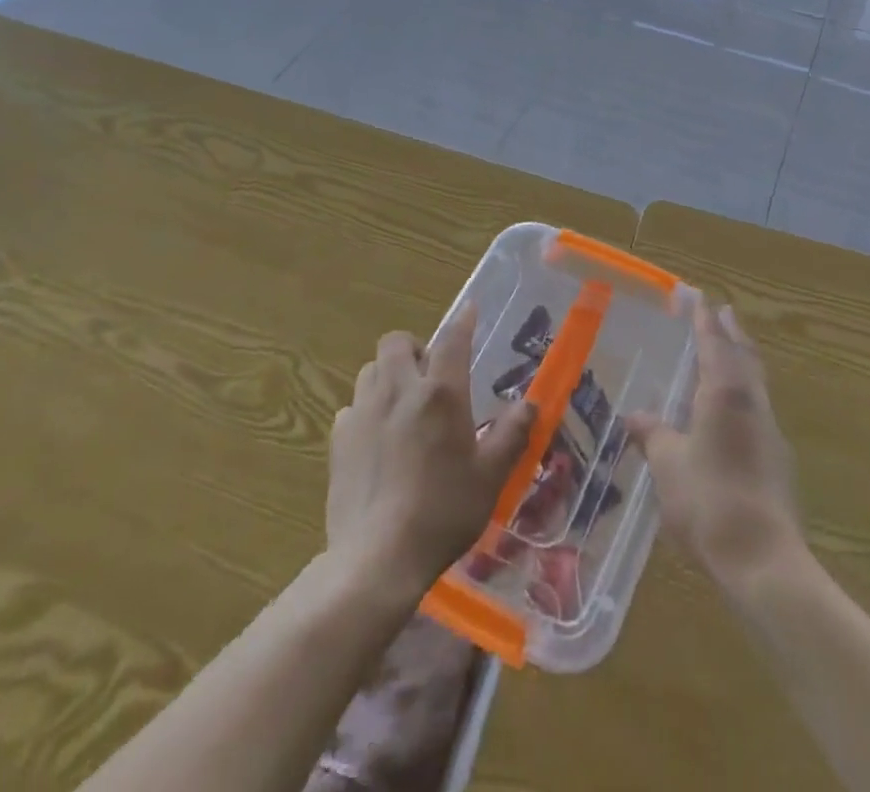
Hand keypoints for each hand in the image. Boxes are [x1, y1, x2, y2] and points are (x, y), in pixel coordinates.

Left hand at [327, 303, 535, 594]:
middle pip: (397, 342)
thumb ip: (511, 435)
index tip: (469, 310)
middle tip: (429, 374)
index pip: (453, 341)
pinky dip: (366, 411)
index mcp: (440, 395)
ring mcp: (364, 412)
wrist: (377, 559)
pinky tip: (376, 440)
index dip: (463, 322)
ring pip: (371, 370)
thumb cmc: (443, 513)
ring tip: (402, 403)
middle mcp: (399, 391)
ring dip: (387, 375)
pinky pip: (352, 406)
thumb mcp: (490, 477)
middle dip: (413, 348)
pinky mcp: (339, 439)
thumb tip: (531, 404)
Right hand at [626, 303, 804, 593]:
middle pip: (744, 356)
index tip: (700, 298)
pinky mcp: (778, 461)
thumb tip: (634, 416)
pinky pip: (758, 410)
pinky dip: (744, 395)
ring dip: (741, 361)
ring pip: (755, 383)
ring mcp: (770, 432)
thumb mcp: (668, 464)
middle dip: (731, 333)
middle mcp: (752, 403)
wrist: (763, 560)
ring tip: (727, 354)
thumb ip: (653, 435)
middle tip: (723, 313)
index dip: (704, 321)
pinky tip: (731, 413)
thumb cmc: (708, 500)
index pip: (714, 344)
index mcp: (725, 393)